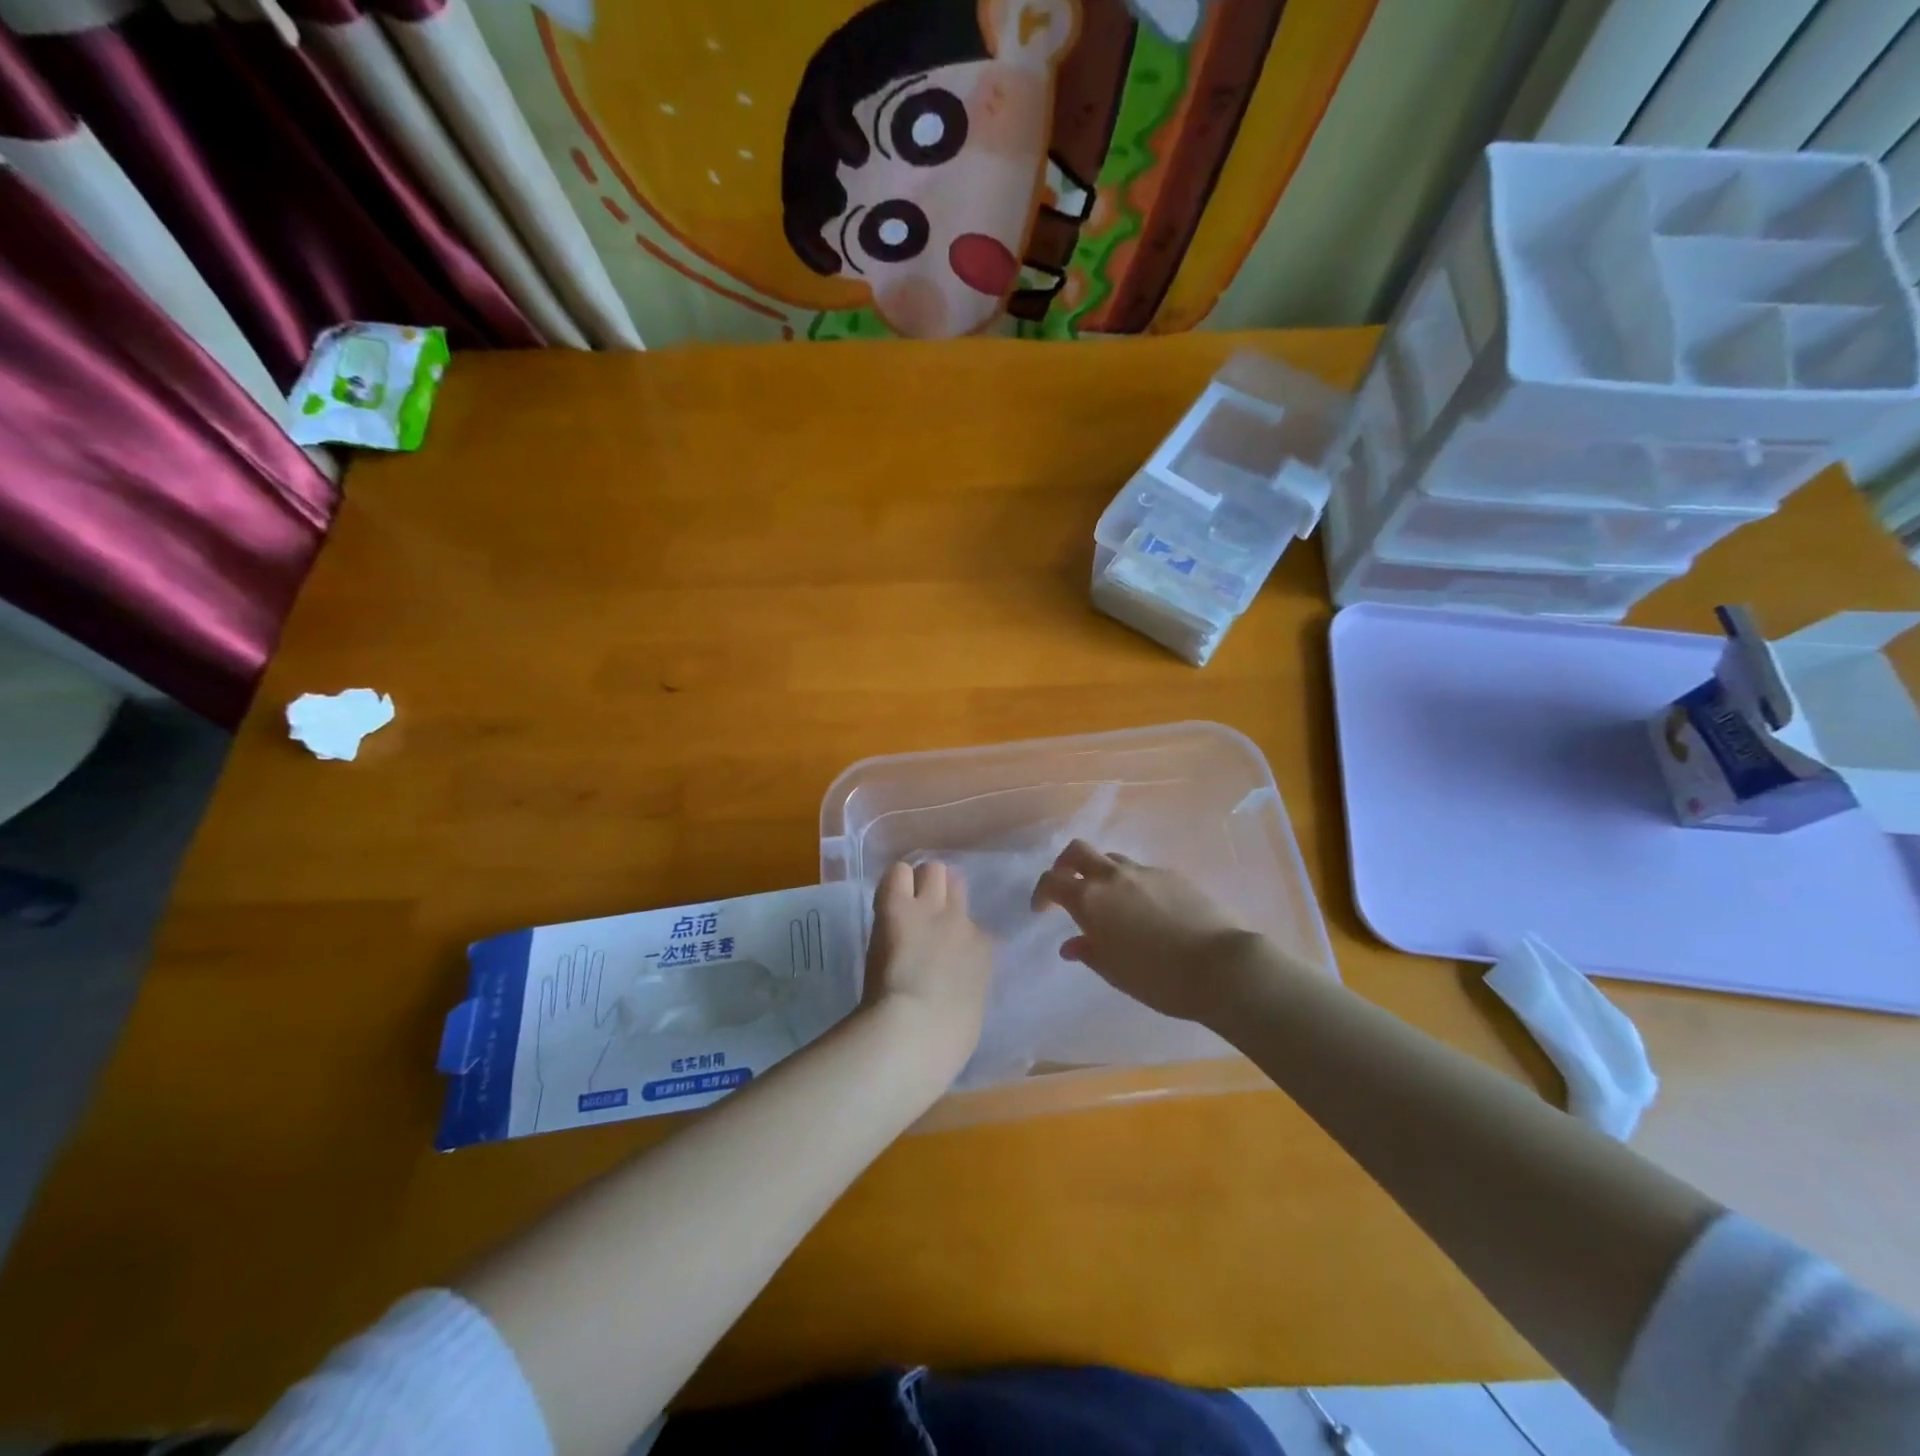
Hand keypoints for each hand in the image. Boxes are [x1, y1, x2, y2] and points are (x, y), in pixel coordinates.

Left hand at [862, 860, 994, 1077]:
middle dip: (941, 892)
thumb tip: (957, 985)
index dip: (957, 931)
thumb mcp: (970, 1008)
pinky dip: (893, 882)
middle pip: (956, 885)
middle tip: (922, 911)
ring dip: (918, 882)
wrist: (916, 1029)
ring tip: (903, 898)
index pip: (976, 927)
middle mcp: (962, 922)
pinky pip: (898, 873)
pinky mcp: (897, 906)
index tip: (944, 942)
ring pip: (932, 871)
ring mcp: (930, 909)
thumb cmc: (946, 1038)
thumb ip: (967, 986)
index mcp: (983, 952)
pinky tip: (886, 897)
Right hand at [1031, 841, 1273, 1025]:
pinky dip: (1133, 885)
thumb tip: (1072, 944)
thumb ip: (1088, 952)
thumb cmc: (1157, 977)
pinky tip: (1148, 912)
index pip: (1052, 881)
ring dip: (1102, 874)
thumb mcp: (1114, 971)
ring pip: (1112, 859)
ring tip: (1110, 903)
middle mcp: (1112, 877)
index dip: (1042, 893)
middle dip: (1065, 865)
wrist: (1219, 966)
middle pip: (1077, 851)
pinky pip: (1142, 873)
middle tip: (1068, 886)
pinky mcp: (1173, 875)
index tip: (1042, 910)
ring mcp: (1145, 872)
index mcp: (1089, 899)